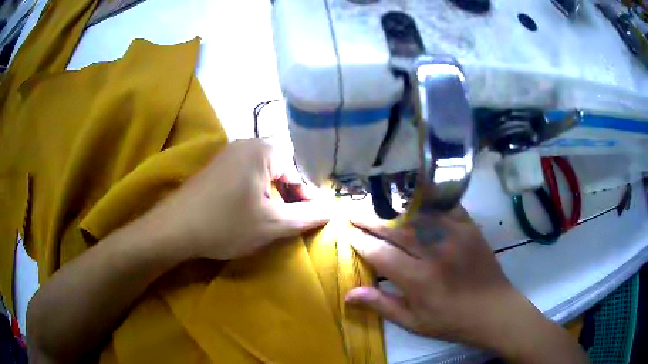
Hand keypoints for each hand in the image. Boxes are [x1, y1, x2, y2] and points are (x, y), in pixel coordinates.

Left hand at [150, 139, 328, 259]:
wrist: (175, 229)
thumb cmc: (227, 224)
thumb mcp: (272, 224)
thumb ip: (307, 216)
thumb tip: (333, 209)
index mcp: (263, 150)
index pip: (298, 172)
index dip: (309, 197)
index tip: (315, 219)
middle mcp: (246, 144)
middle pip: (281, 170)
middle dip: (291, 196)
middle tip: (294, 220)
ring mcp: (228, 154)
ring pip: (263, 174)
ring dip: (274, 196)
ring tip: (275, 219)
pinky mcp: (216, 168)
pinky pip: (246, 176)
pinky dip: (256, 193)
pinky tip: (252, 212)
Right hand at [345, 207, 587, 362]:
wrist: (494, 310)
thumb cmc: (452, 321)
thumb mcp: (414, 323)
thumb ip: (382, 306)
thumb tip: (348, 294)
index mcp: (419, 280)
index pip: (380, 253)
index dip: (360, 241)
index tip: (345, 231)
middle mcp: (435, 252)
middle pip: (395, 228)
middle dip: (369, 218)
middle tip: (352, 210)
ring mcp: (455, 236)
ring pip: (416, 214)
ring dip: (392, 208)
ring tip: (374, 203)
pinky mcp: (470, 227)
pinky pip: (444, 207)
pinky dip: (426, 201)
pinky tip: (413, 198)